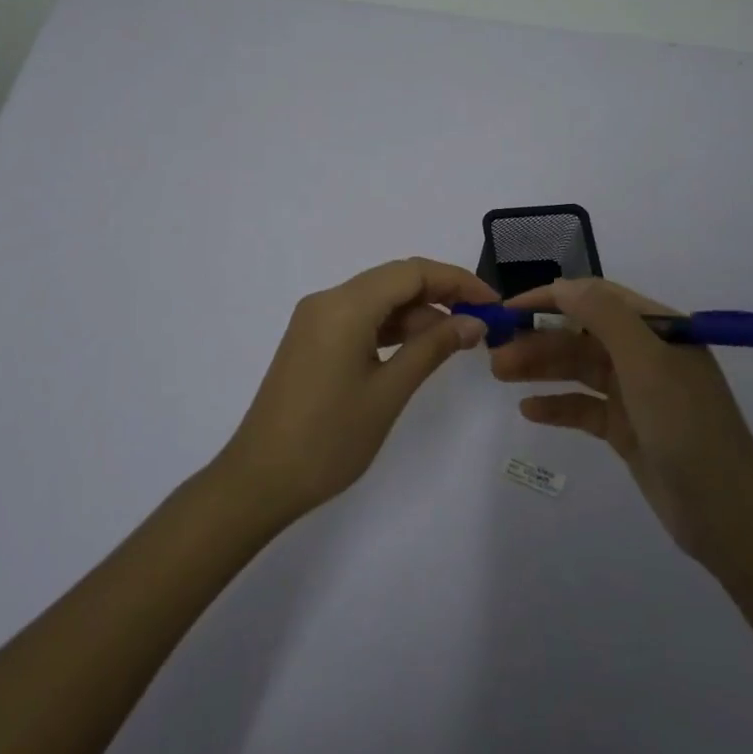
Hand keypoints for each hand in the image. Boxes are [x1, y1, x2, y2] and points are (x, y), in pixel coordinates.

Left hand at [218, 258, 497, 521]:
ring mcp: (315, 321)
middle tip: (480, 325)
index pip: (412, 272)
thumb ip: (433, 348)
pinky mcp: (311, 341)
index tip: (493, 305)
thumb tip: (474, 323)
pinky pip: (359, 319)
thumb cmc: (329, 439)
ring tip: (456, 343)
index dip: (457, 282)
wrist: (259, 480)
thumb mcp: (389, 392)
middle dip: (441, 296)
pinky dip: (391, 329)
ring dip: (417, 315)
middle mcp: (327, 301)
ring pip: (377, 300)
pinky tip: (416, 350)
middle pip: (394, 281)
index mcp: (344, 305)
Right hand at [491, 277, 752, 569]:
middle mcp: (647, 354)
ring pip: (579, 369)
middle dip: (540, 339)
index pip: (597, 298)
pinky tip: (529, 410)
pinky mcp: (627, 428)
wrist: (725, 512)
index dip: (552, 299)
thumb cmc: (686, 425)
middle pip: (582, 335)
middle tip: (495, 353)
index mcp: (659, 329)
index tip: (510, 309)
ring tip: (499, 374)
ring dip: (541, 369)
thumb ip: (604, 317)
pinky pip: (585, 408)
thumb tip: (562, 285)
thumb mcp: (647, 362)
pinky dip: (558, 406)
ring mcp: (637, 393)